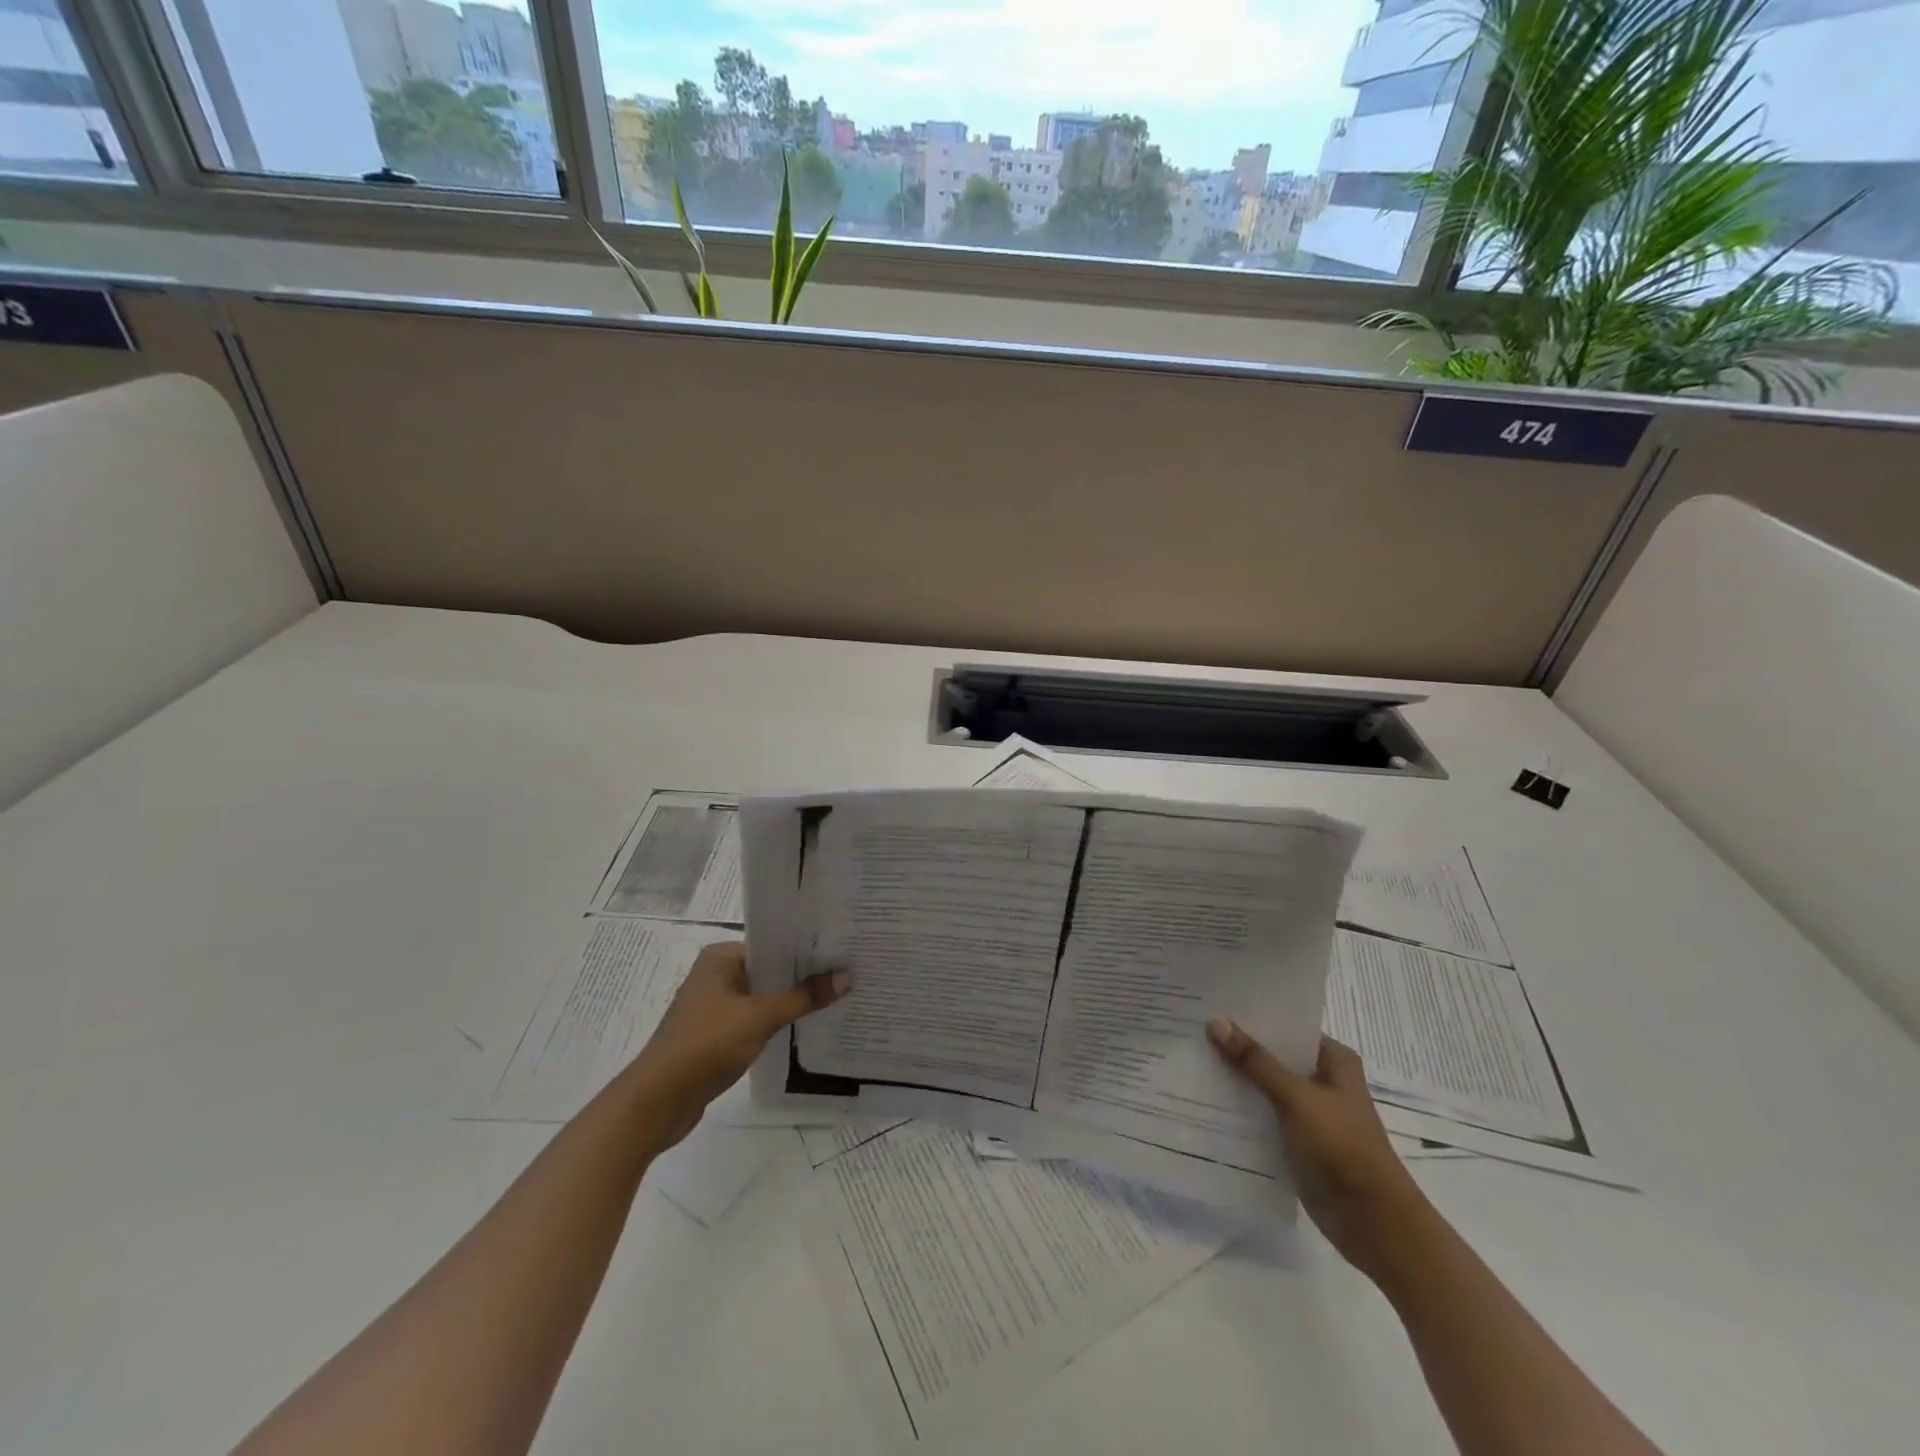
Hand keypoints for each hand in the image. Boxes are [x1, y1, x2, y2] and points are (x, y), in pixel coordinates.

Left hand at [626, 942, 847, 1151]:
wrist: (657, 1102)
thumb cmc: (706, 1044)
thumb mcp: (760, 1016)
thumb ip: (804, 997)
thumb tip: (847, 976)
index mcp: (721, 957)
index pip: (773, 944)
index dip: (807, 950)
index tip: (842, 952)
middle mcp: (716, 975)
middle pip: (770, 971)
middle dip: (803, 977)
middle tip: (847, 974)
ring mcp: (714, 1007)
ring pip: (763, 997)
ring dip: (791, 1002)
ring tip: (835, 999)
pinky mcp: (715, 1036)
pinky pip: (754, 1021)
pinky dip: (776, 1023)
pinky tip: (805, 1028)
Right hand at [1207, 1021, 1433, 1280]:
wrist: (1375, 1224)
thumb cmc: (1344, 1148)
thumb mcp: (1297, 1097)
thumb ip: (1256, 1061)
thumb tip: (1215, 1021)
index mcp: (1333, 1060)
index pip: (1286, 1026)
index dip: (1252, 1016)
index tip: (1212, 1003)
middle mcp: (1322, 1081)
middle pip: (1273, 1055)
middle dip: (1238, 1046)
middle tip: (1192, 1026)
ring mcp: (1310, 1113)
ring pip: (1265, 1086)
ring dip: (1236, 1078)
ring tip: (1189, 1057)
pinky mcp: (1297, 1141)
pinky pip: (1263, 1116)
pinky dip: (1240, 1109)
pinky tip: (1204, 1098)